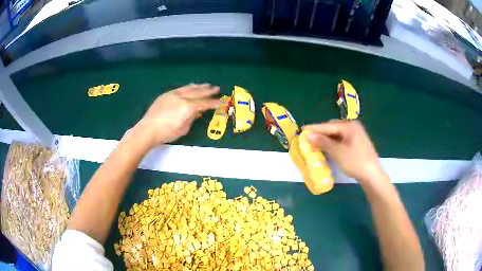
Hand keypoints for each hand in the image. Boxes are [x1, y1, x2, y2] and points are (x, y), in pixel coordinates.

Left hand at [134, 84, 219, 146]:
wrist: (148, 129)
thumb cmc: (167, 133)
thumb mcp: (183, 128)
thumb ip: (192, 118)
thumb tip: (197, 111)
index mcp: (187, 107)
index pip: (204, 103)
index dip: (213, 103)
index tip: (220, 102)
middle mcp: (181, 97)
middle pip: (198, 92)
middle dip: (208, 91)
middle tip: (216, 88)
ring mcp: (173, 94)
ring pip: (188, 88)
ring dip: (198, 87)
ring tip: (206, 85)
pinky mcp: (166, 95)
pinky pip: (180, 89)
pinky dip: (188, 88)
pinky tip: (190, 88)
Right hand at [304, 120, 386, 184]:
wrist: (372, 175)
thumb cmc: (356, 162)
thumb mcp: (338, 152)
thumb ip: (323, 142)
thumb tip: (307, 134)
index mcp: (349, 126)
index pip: (328, 126)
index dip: (314, 128)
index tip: (301, 130)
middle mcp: (352, 127)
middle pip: (332, 128)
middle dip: (320, 133)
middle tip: (308, 139)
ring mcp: (355, 135)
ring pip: (336, 135)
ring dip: (326, 139)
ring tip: (315, 144)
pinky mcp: (356, 143)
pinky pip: (341, 140)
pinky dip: (333, 144)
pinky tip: (327, 149)